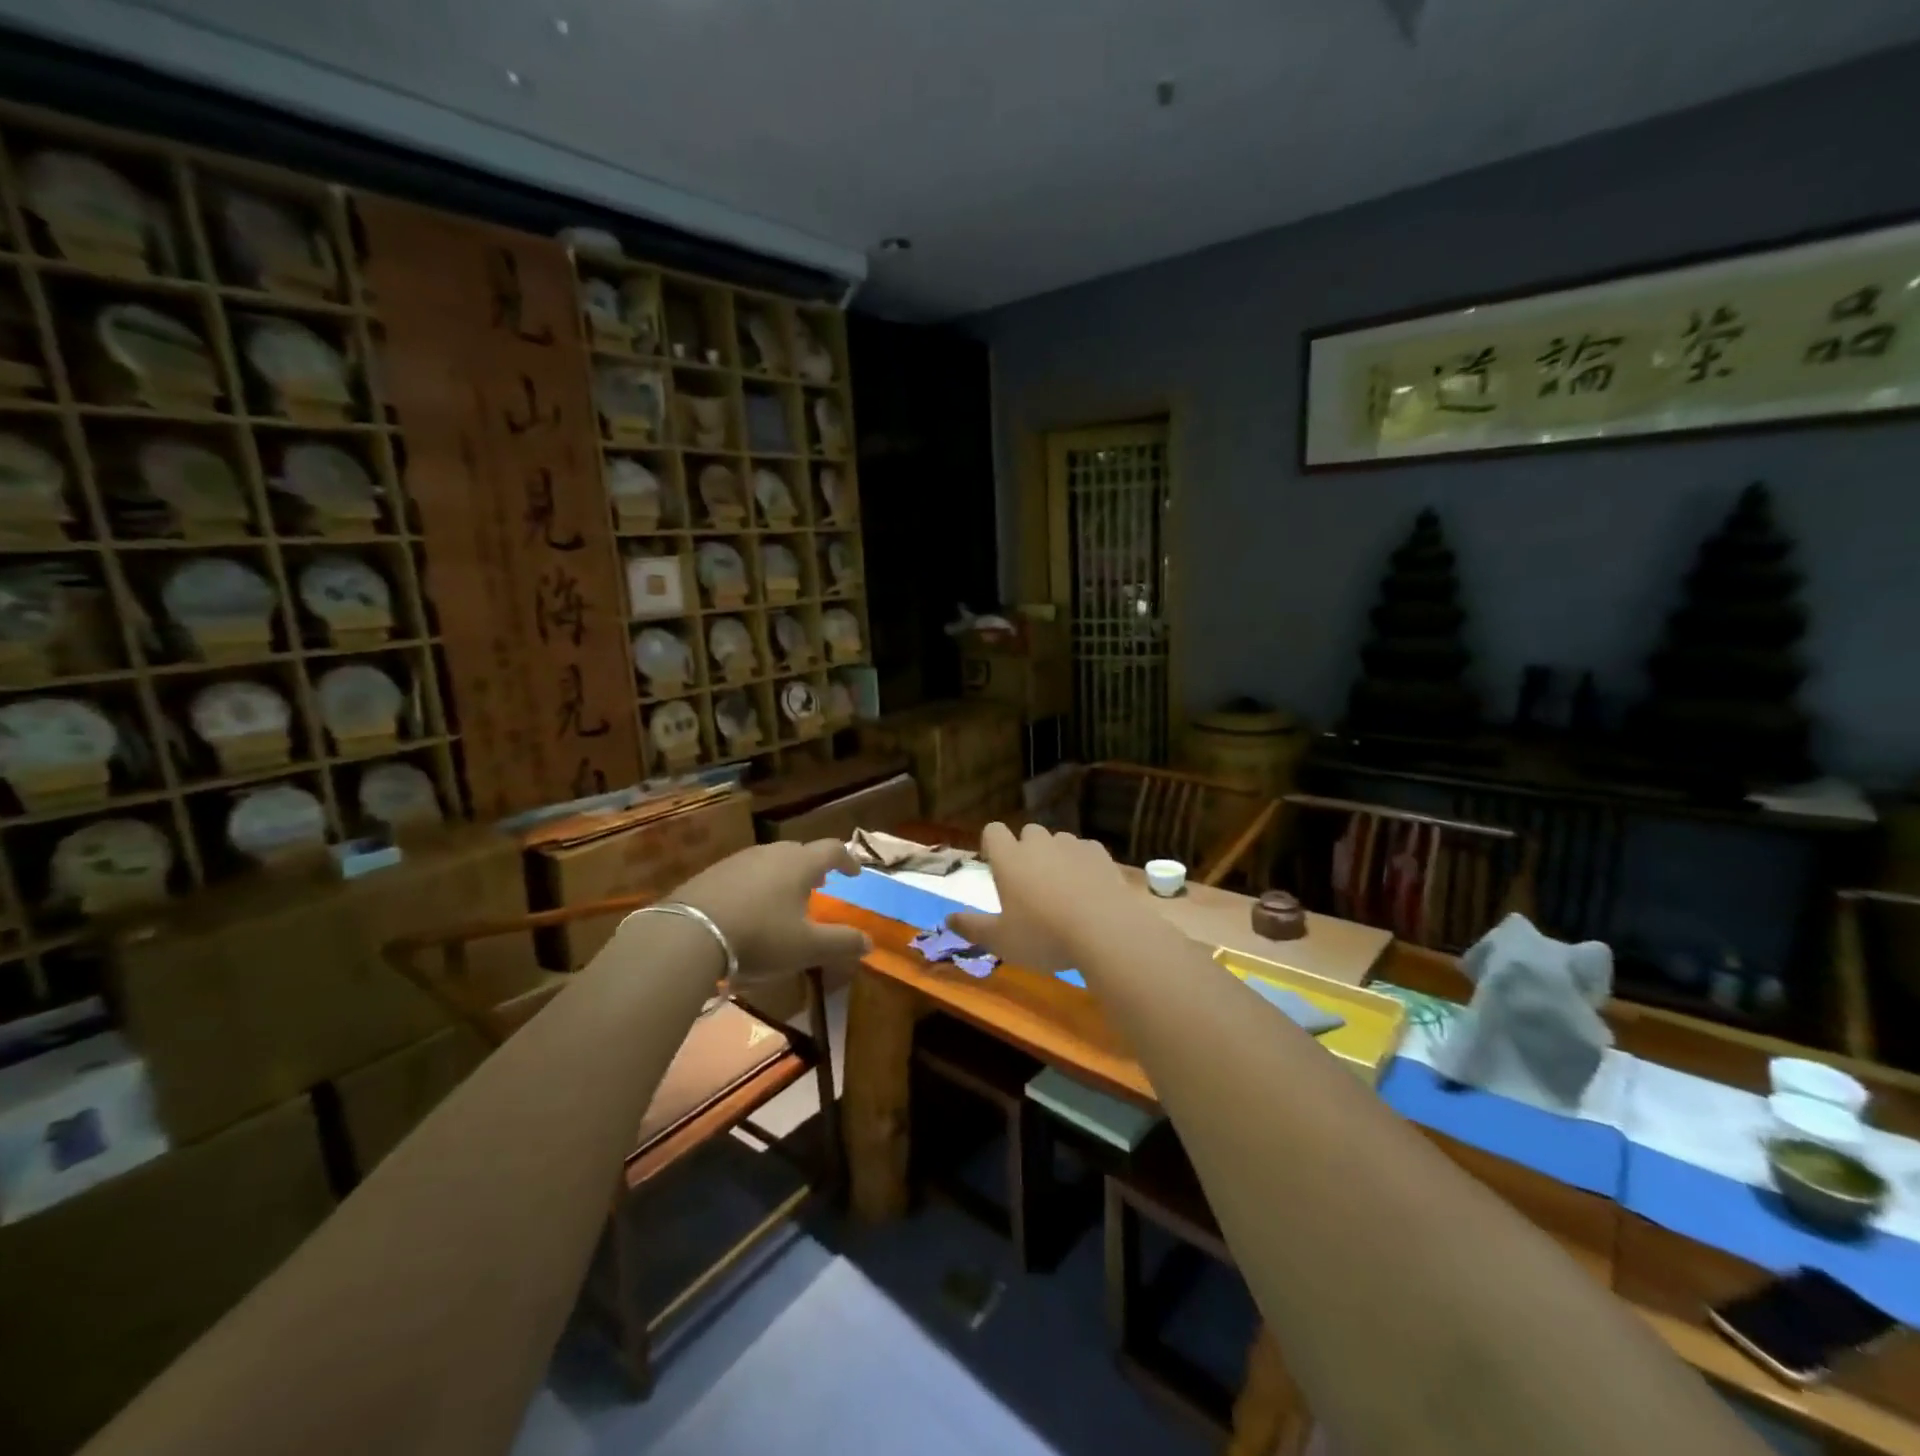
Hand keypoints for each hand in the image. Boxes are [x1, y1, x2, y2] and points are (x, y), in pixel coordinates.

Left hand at [674, 839, 870, 981]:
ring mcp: (738, 860)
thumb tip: (869, 942)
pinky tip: (748, 907)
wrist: (689, 934)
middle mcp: (771, 853)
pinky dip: (756, 884)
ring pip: (770, 860)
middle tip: (820, 884)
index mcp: (800, 864)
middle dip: (813, 866)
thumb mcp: (807, 947)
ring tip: (784, 896)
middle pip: (799, 851)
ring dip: (783, 874)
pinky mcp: (711, 873)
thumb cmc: (760, 936)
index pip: (832, 849)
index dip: (847, 859)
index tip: (854, 874)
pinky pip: (744, 873)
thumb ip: (841, 943)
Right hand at [946, 822, 1126, 971]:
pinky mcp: (1101, 853)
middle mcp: (1039, 843)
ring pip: (1059, 841)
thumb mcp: (1001, 941)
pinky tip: (1091, 890)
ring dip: (1057, 856)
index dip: (992, 845)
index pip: (993, 831)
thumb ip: (972, 927)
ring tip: (1065, 890)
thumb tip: (947, 919)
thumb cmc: (1044, 936)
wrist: (1108, 930)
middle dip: (1027, 851)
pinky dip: (1084, 864)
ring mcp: (1073, 845)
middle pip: (1028, 833)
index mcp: (1010, 858)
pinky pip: (1086, 851)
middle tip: (1032, 885)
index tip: (996, 867)